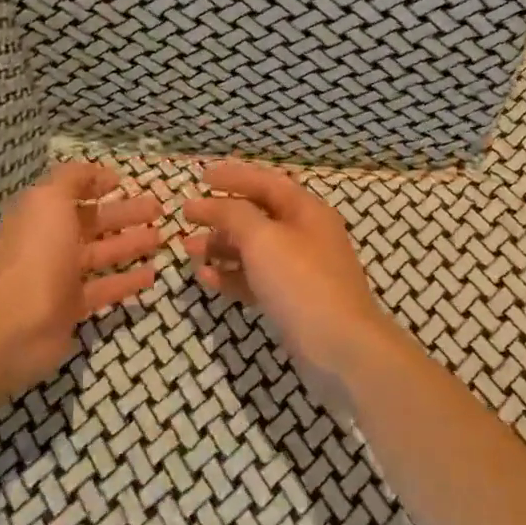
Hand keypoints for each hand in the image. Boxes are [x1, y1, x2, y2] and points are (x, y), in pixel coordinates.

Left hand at [0, 162, 163, 401]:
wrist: (17, 321)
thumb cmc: (37, 252)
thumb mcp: (50, 199)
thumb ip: (73, 179)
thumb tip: (100, 174)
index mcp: (41, 215)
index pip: (71, 194)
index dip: (95, 185)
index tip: (123, 182)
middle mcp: (50, 243)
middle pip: (92, 224)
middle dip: (124, 214)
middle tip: (158, 210)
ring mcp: (60, 277)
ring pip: (101, 255)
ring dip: (130, 245)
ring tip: (161, 238)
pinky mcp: (73, 308)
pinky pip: (105, 289)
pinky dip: (127, 281)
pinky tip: (152, 274)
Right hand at [182, 160, 399, 383]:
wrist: (339, 348)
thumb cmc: (301, 281)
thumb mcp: (262, 238)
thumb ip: (232, 214)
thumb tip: (208, 203)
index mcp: (306, 211)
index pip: (266, 182)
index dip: (233, 176)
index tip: (200, 177)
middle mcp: (305, 235)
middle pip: (257, 216)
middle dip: (221, 215)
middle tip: (186, 217)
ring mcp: (299, 271)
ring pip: (253, 250)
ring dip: (221, 246)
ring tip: (188, 250)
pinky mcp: (291, 301)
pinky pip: (255, 280)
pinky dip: (231, 276)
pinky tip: (206, 278)